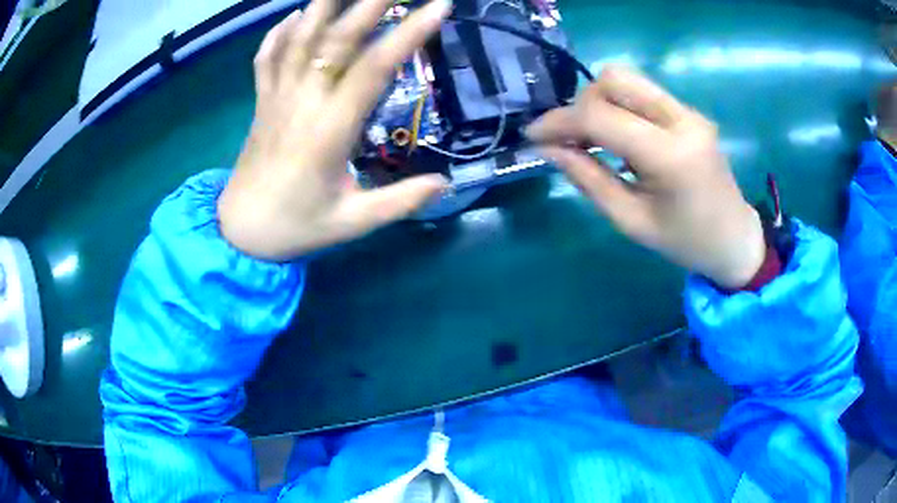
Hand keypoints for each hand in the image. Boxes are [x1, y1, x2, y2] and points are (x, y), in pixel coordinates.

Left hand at [218, 0, 450, 259]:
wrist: (239, 233)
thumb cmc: (296, 227)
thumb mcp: (352, 223)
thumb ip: (400, 202)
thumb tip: (446, 183)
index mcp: (329, 130)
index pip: (373, 69)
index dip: (407, 35)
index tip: (437, 7)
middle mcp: (302, 102)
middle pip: (336, 41)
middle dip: (369, 4)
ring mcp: (276, 98)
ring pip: (299, 41)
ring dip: (323, 6)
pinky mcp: (261, 103)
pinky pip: (266, 59)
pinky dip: (279, 33)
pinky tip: (293, 14)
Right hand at [526, 66, 764, 288]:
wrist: (734, 238)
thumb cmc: (685, 242)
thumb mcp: (631, 221)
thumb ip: (588, 179)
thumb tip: (549, 149)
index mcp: (670, 155)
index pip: (601, 116)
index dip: (559, 121)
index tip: (533, 136)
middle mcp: (681, 120)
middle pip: (614, 79)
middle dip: (581, 104)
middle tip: (571, 138)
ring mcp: (688, 111)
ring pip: (628, 80)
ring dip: (599, 102)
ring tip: (591, 137)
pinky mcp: (689, 112)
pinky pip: (643, 93)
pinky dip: (619, 107)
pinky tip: (618, 137)